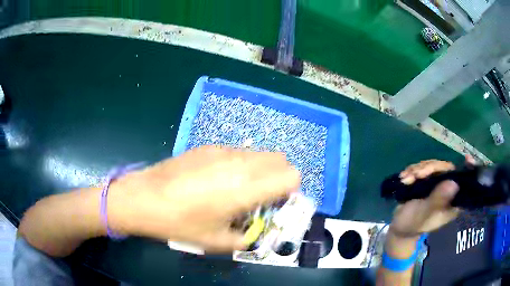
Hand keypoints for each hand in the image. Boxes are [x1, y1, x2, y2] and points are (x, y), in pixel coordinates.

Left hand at [107, 146, 299, 251]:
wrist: (144, 197)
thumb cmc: (180, 223)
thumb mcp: (217, 241)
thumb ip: (246, 237)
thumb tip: (256, 230)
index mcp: (246, 188)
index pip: (291, 175)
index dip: (290, 191)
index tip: (276, 204)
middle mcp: (240, 163)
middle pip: (280, 159)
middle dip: (279, 177)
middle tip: (262, 196)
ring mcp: (223, 150)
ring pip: (259, 153)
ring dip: (261, 169)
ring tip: (238, 188)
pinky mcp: (208, 146)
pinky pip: (238, 151)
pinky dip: (242, 163)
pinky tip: (217, 179)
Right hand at [389, 157, 474, 237]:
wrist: (399, 227)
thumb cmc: (413, 225)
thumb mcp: (425, 215)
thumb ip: (437, 200)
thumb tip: (454, 183)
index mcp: (452, 200)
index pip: (464, 182)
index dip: (468, 169)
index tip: (468, 158)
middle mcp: (447, 189)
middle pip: (445, 168)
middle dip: (429, 168)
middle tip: (416, 175)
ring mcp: (437, 184)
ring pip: (433, 165)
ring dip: (417, 170)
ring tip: (406, 179)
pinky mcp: (426, 181)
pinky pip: (423, 168)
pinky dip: (412, 170)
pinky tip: (404, 178)